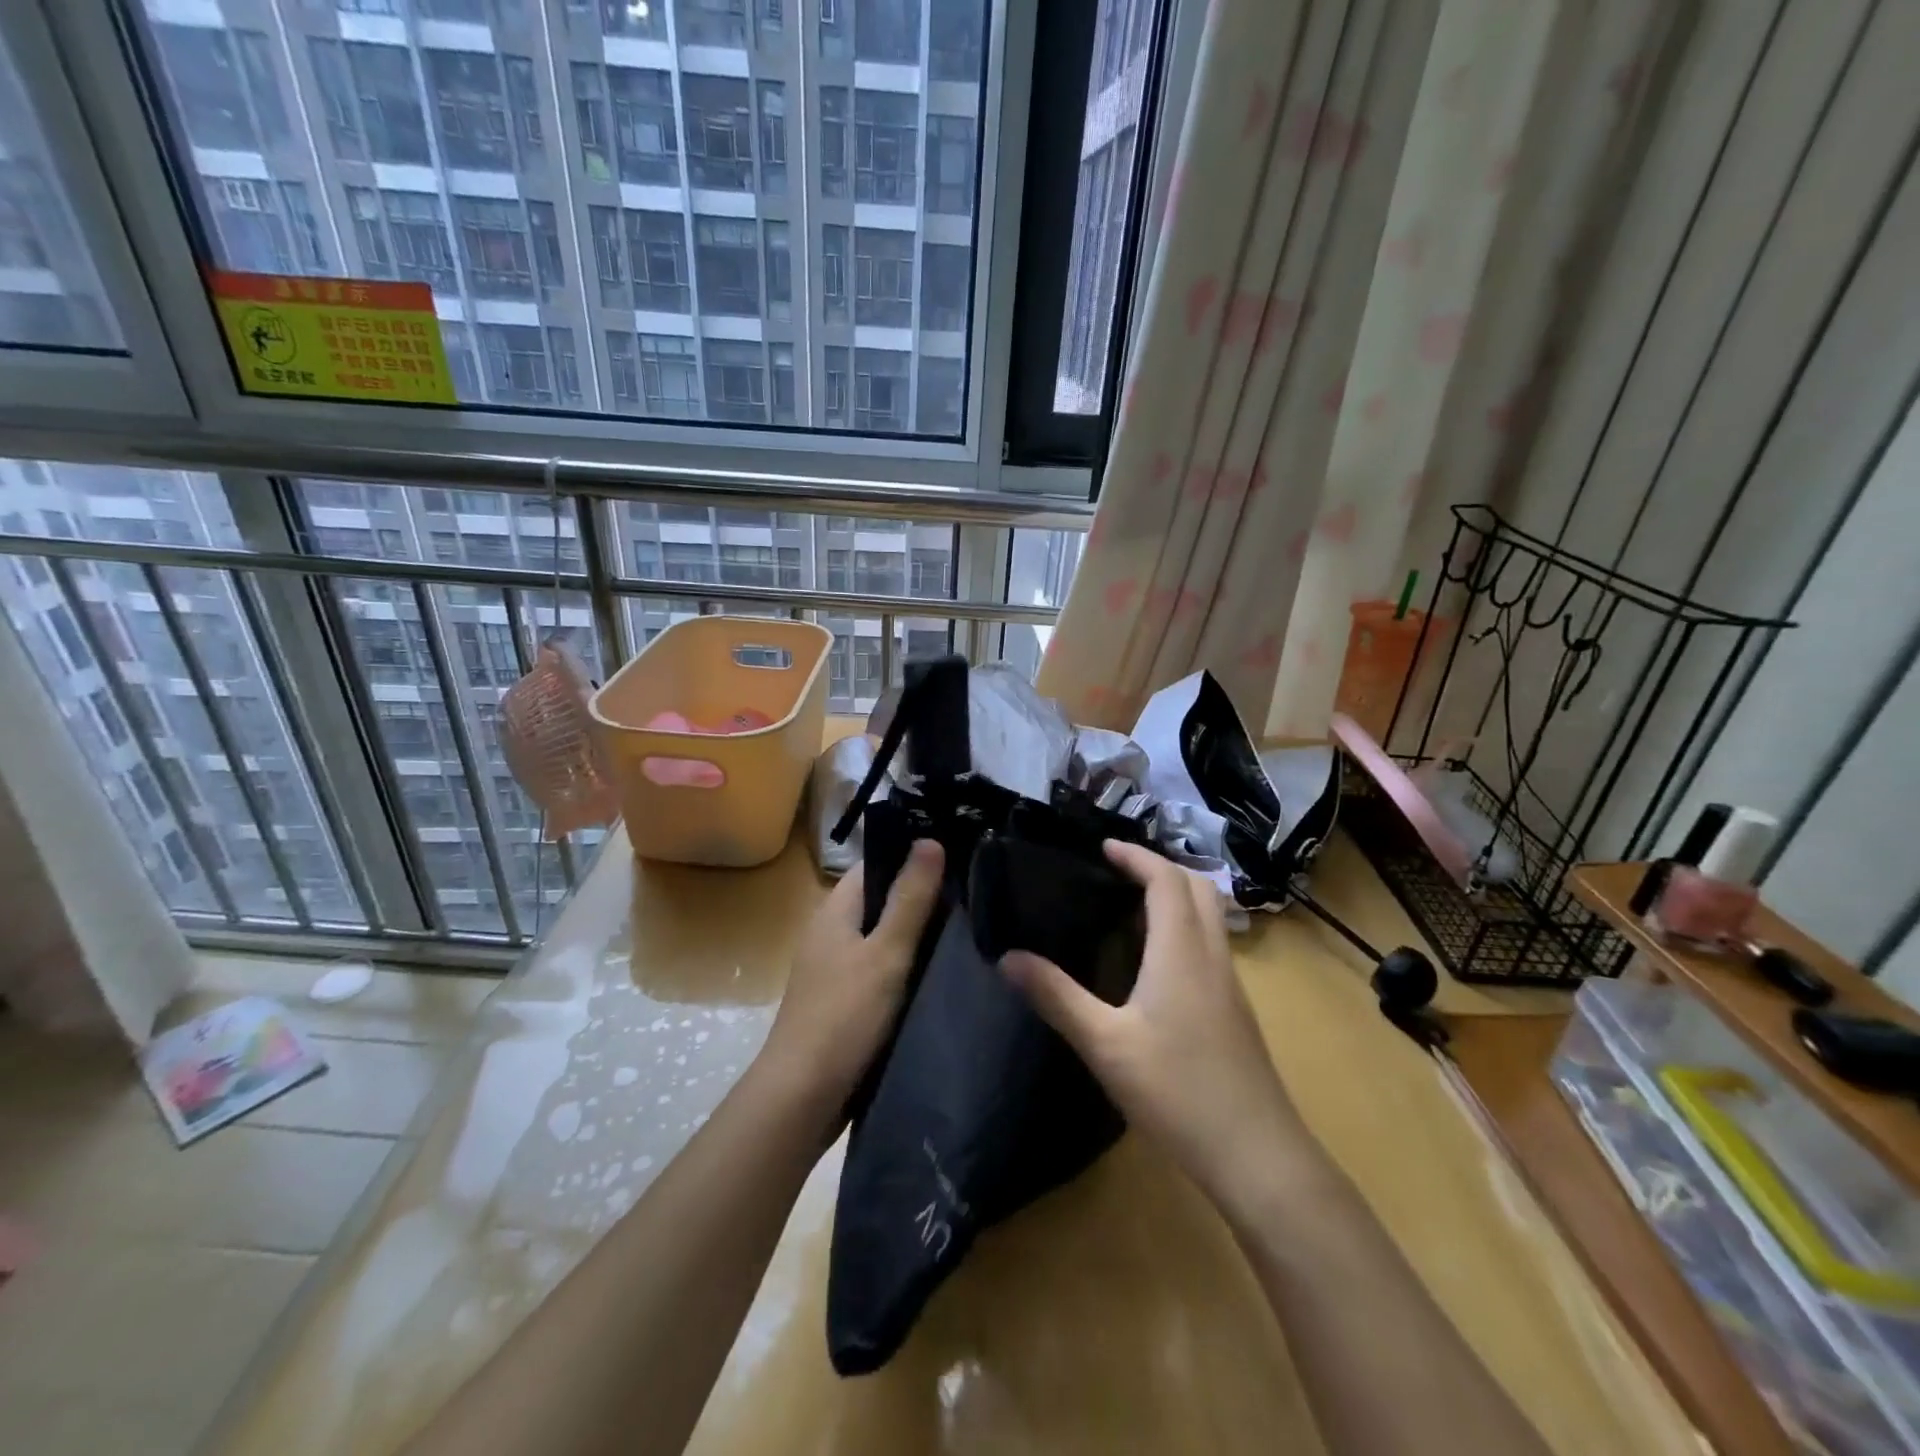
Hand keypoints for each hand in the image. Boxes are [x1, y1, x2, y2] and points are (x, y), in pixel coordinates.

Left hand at [759, 841, 943, 1125]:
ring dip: (917, 932)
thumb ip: (910, 898)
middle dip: (922, 894)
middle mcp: (832, 932)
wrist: (802, 1098)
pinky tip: (940, 970)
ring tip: (969, 926)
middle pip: (881, 898)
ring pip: (883, 935)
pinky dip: (908, 964)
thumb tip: (930, 839)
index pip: (875, 863)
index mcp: (835, 910)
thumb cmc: (844, 1016)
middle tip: (975, 892)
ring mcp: (836, 968)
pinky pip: (882, 967)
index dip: (911, 854)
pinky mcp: (846, 1000)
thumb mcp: (886, 952)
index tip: (958, 853)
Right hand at [1000, 840, 1311, 1210]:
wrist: (1257, 1155)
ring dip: (1176, 895)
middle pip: (1197, 887)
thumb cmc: (1177, 1090)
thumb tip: (1007, 957)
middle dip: (1160, 867)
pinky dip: (1185, 926)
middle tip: (1118, 872)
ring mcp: (1230, 984)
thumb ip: (1056, 996)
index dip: (1136, 856)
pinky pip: (1211, 944)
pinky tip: (1156, 961)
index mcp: (1181, 950)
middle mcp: (1212, 955)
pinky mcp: (1235, 1010)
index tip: (1103, 847)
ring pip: (1210, 916)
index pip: (1165, 879)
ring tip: (1131, 907)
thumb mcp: (1104, 1043)